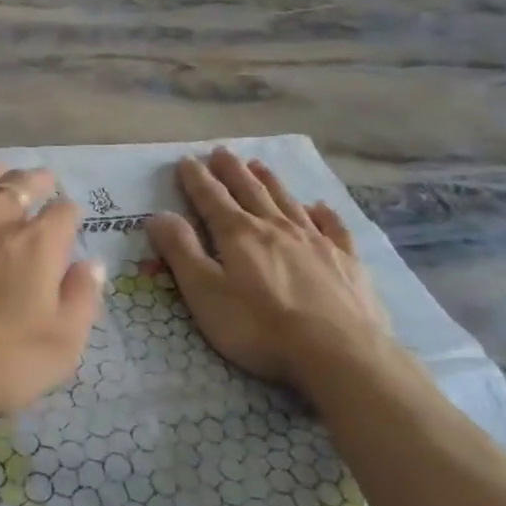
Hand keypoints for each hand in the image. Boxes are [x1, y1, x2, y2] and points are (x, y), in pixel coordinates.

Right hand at [146, 149, 390, 392]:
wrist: (338, 353)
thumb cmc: (259, 327)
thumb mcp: (205, 293)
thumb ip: (181, 252)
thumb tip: (158, 215)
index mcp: (239, 234)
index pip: (211, 198)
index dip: (196, 179)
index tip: (186, 160)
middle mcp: (276, 227)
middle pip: (250, 191)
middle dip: (232, 171)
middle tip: (221, 152)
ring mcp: (316, 241)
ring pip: (287, 201)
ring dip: (270, 181)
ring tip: (258, 165)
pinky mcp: (346, 261)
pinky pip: (332, 227)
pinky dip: (323, 213)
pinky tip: (319, 207)